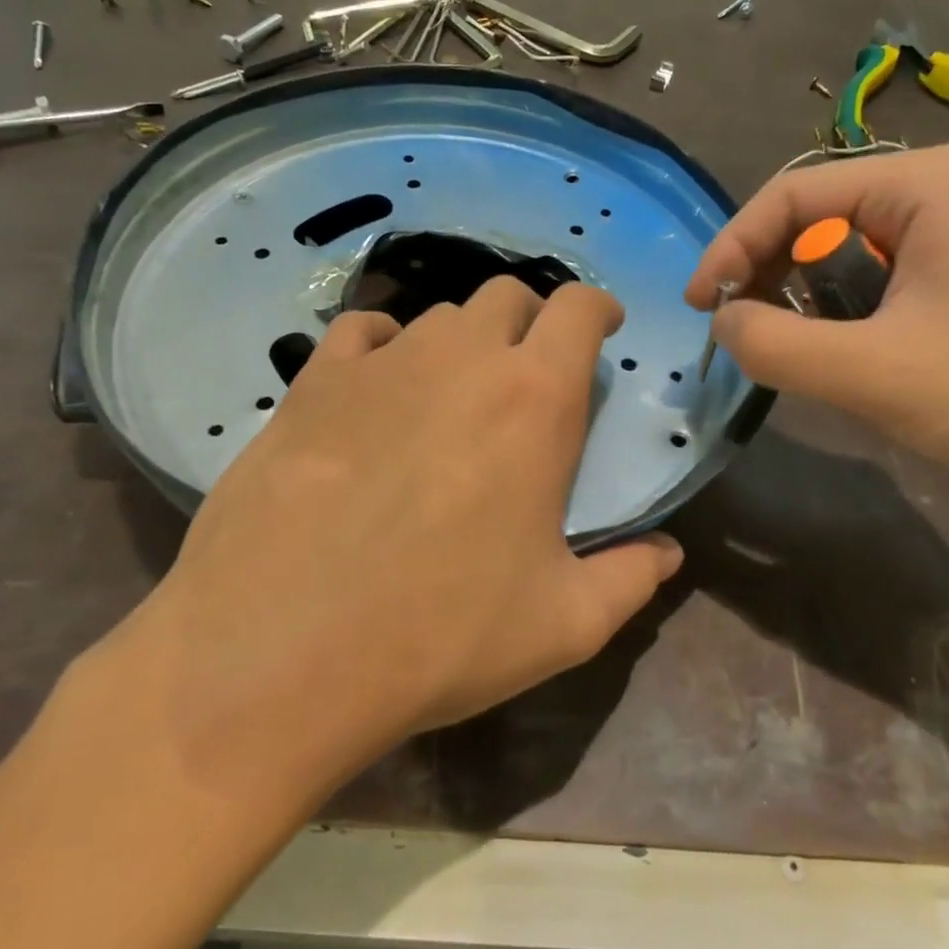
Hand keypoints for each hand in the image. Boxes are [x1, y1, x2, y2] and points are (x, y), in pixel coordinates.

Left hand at [136, 278, 682, 786]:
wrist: (280, 652)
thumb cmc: (441, 635)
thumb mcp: (563, 625)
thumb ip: (630, 579)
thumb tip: (667, 554)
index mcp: (533, 399)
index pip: (579, 308)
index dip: (598, 309)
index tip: (602, 331)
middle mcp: (460, 359)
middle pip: (507, 297)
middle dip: (529, 322)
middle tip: (526, 374)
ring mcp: (380, 363)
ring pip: (437, 315)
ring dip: (461, 341)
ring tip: (452, 393)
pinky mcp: (312, 382)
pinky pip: (360, 332)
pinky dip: (383, 345)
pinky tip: (377, 388)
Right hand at [685, 144, 948, 523]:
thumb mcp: (870, 373)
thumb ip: (773, 343)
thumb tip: (723, 322)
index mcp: (925, 184)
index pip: (793, 194)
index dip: (733, 247)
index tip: (700, 307)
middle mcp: (941, 191)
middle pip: (815, 217)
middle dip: (767, 272)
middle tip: (737, 331)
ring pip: (840, 253)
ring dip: (801, 300)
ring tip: (787, 349)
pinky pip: (873, 281)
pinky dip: (837, 315)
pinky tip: (840, 355)